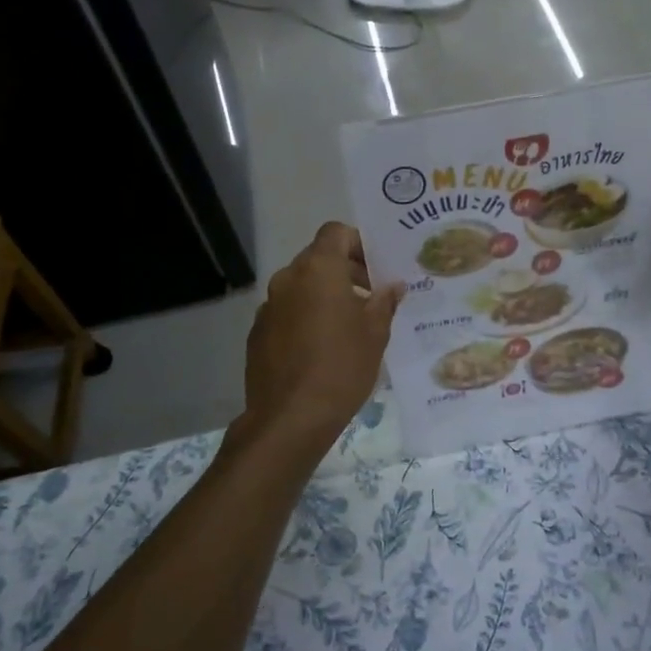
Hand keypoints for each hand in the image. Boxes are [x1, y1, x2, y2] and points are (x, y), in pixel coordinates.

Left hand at [242, 223, 404, 445]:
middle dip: (345, 271)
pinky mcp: (258, 332)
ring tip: (347, 327)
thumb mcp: (375, 334)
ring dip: (324, 296)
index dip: (358, 243)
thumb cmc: (342, 367)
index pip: (336, 232)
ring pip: (301, 287)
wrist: (290, 417)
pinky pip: (287, 312)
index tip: (376, 270)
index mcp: (318, 270)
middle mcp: (288, 279)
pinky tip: (320, 349)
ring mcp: (268, 306)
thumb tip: (392, 286)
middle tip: (370, 298)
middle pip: (318, 258)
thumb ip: (384, 302)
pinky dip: (304, 318)